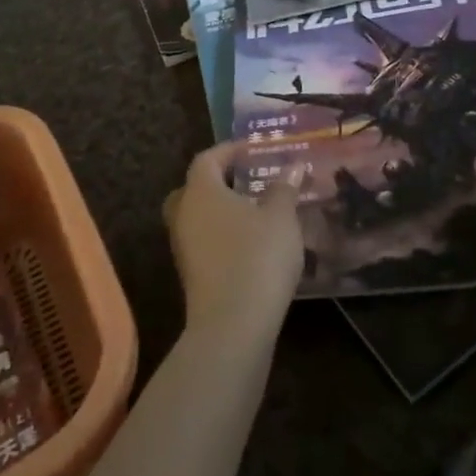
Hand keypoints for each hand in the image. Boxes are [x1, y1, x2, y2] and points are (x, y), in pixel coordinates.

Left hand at [164, 143, 305, 340]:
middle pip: (195, 187)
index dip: (231, 150)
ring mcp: (182, 246)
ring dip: (223, 210)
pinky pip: (204, 241)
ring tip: (256, 211)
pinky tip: (251, 243)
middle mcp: (184, 213)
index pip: (209, 158)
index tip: (256, 150)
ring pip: (198, 216)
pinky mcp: (190, 274)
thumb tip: (292, 167)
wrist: (233, 326)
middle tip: (249, 180)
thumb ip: (284, 189)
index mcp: (200, 190)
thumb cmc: (257, 257)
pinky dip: (223, 235)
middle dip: (220, 181)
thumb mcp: (281, 218)